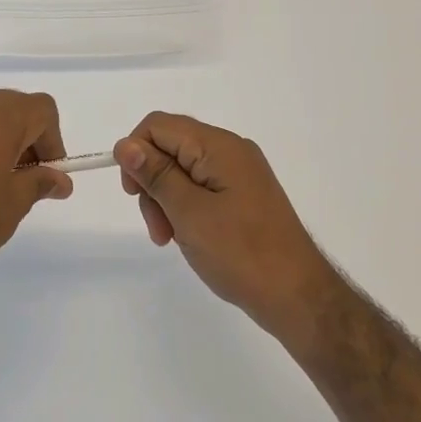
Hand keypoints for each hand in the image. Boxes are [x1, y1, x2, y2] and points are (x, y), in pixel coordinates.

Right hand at [114, 112, 340, 337]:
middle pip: (170, 148)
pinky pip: (201, 189)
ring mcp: (240, 174)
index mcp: (219, 146)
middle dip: (152, 183)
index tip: (133, 194)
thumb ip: (156, 175)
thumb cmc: (240, 252)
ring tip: (170, 239)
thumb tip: (125, 145)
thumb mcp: (189, 212)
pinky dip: (185, 209)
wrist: (296, 295)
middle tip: (156, 228)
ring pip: (182, 171)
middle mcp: (231, 151)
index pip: (159, 126)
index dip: (136, 153)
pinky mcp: (243, 196)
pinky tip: (187, 236)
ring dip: (166, 201)